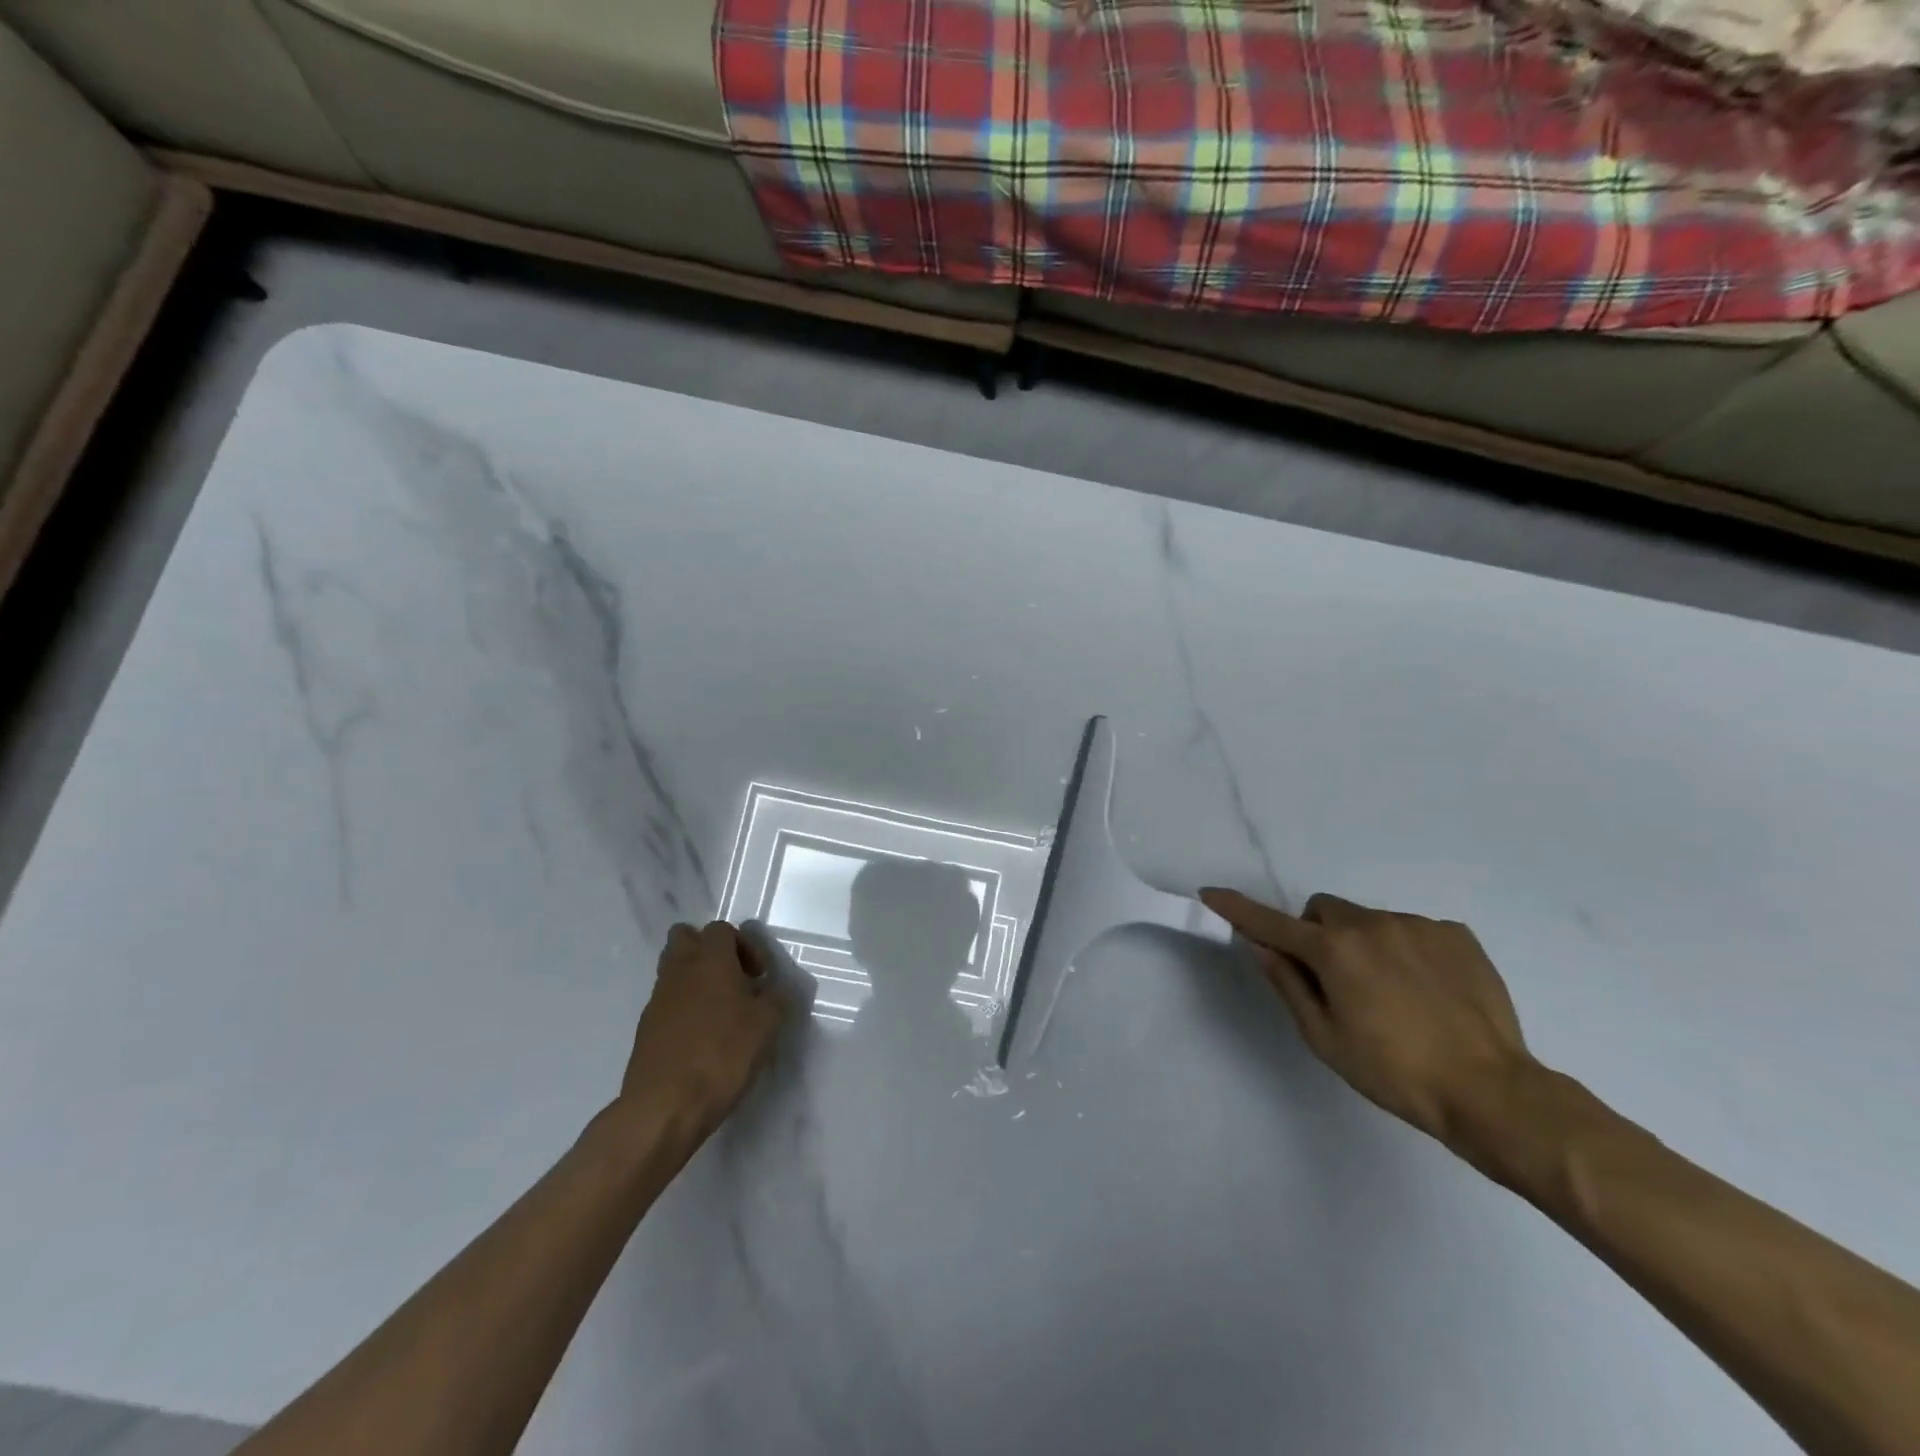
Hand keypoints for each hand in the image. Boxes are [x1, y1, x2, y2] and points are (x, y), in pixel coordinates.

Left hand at [621, 921, 790, 1130]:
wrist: (664, 1106)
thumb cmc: (722, 1054)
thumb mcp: (767, 1024)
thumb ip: (777, 998)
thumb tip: (777, 988)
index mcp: (710, 959)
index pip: (722, 929)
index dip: (746, 945)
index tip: (760, 976)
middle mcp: (679, 970)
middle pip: (686, 937)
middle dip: (710, 950)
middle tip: (734, 978)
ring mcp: (658, 999)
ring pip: (673, 968)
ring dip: (696, 978)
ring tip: (721, 1009)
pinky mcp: (646, 1028)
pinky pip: (667, 1001)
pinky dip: (684, 1007)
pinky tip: (702, 1037)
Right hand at [1200, 889, 1535, 1148]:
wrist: (1492, 1092)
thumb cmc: (1395, 1072)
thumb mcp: (1325, 1038)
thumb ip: (1288, 984)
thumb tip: (1261, 947)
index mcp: (1334, 951)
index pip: (1271, 923)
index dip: (1237, 909)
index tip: (1210, 893)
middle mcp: (1371, 924)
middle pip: (1323, 912)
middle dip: (1316, 935)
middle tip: (1333, 980)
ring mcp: (1417, 925)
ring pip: (1368, 920)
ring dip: (1362, 944)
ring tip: (1392, 994)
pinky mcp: (1456, 934)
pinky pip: (1412, 930)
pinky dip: (1404, 950)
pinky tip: (1427, 991)